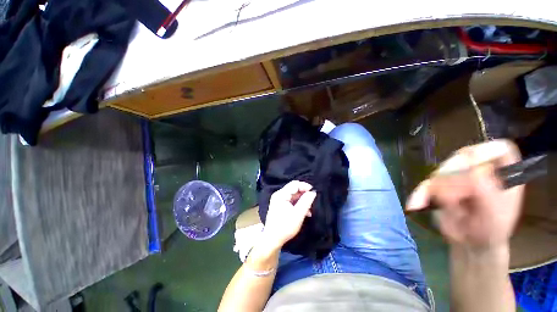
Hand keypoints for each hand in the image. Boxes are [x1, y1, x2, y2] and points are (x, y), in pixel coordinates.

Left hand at [262, 181, 316, 250]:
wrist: (272, 239)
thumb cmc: (285, 227)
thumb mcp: (298, 214)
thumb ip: (306, 202)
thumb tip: (313, 192)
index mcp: (281, 194)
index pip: (294, 184)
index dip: (305, 186)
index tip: (314, 191)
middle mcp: (279, 195)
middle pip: (294, 189)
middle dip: (304, 194)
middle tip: (313, 200)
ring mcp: (279, 200)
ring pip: (293, 195)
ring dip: (302, 200)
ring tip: (310, 209)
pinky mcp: (280, 205)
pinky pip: (291, 201)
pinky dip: (298, 204)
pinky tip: (305, 212)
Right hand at [406, 139, 523, 250]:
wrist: (471, 244)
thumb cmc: (490, 233)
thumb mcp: (495, 216)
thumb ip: (487, 193)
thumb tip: (474, 170)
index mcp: (504, 174)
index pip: (500, 149)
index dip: (485, 152)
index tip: (471, 165)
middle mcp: (481, 170)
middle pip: (462, 159)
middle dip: (453, 178)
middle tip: (452, 199)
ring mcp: (459, 177)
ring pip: (440, 172)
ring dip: (436, 190)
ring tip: (444, 210)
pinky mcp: (440, 185)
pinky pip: (426, 184)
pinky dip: (420, 194)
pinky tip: (415, 205)